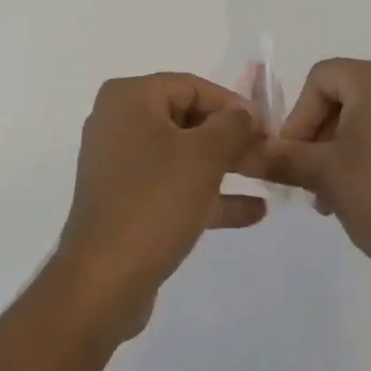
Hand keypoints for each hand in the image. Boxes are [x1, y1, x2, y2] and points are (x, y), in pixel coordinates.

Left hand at [54, 73, 265, 343]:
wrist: (102, 284)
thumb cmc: (154, 202)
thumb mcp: (203, 158)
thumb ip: (232, 126)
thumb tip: (246, 112)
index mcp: (130, 98)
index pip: (191, 86)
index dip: (233, 104)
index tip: (267, 127)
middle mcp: (119, 121)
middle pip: (187, 118)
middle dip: (230, 138)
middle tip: (268, 154)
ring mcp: (121, 163)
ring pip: (182, 154)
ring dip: (224, 166)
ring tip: (266, 178)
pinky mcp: (126, 201)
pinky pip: (172, 185)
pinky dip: (207, 194)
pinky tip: (252, 211)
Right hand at [265, 57, 370, 295]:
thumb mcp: (325, 175)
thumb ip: (283, 157)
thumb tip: (245, 153)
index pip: (319, 80)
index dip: (298, 118)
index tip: (292, 159)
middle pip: (341, 95)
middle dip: (318, 137)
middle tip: (309, 181)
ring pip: (364, 114)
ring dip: (340, 148)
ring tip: (331, 196)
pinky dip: (367, 150)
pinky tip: (360, 191)